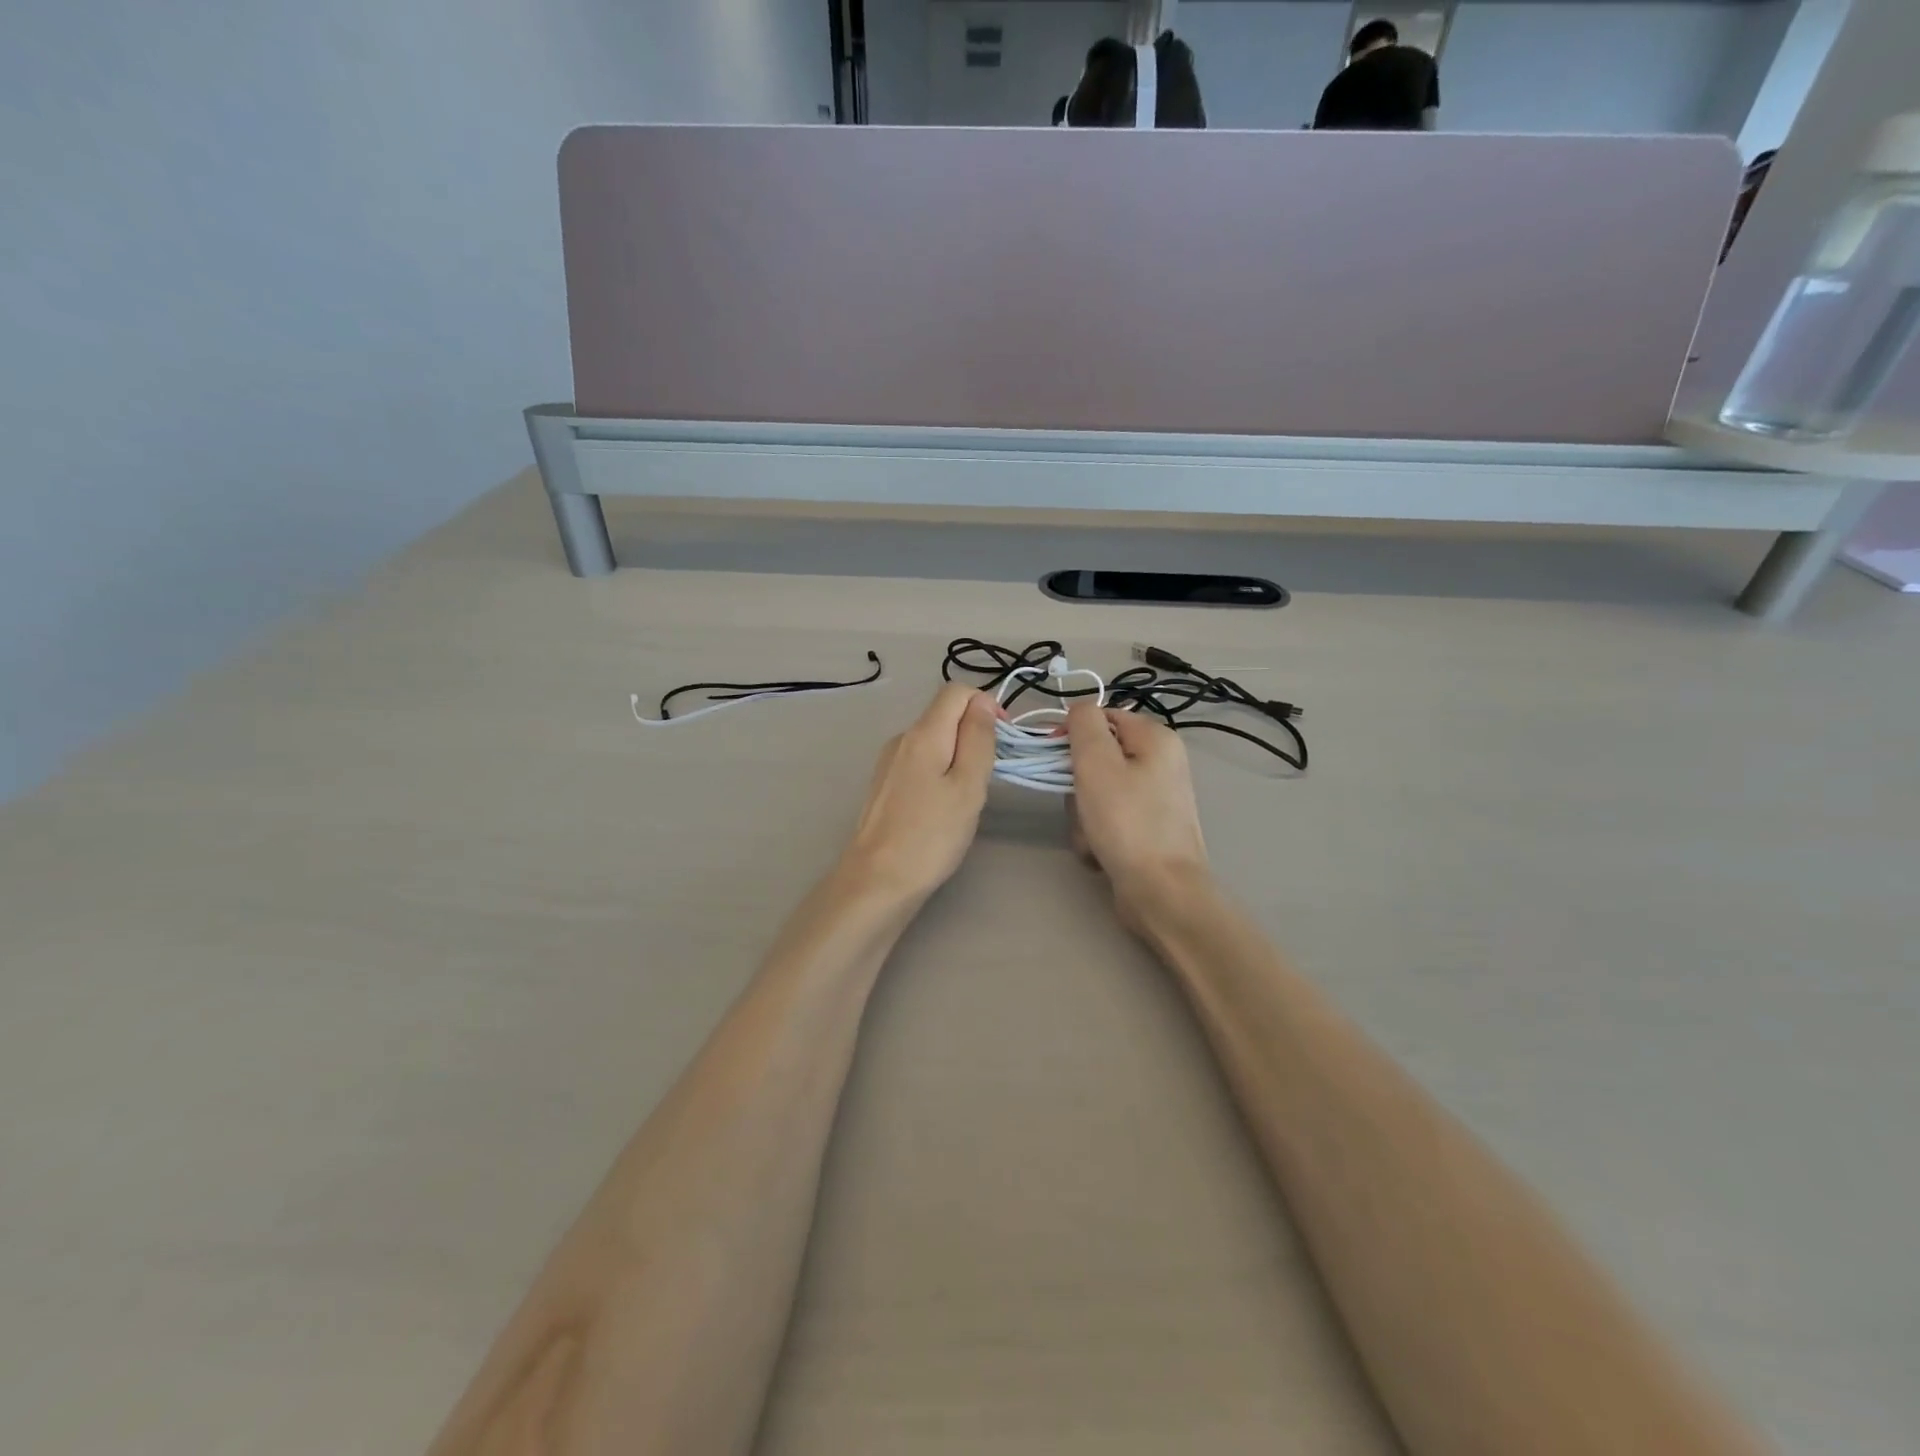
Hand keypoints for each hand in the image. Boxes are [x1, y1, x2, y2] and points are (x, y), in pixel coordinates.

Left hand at [842, 684, 998, 903]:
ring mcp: (889, 761)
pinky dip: (939, 770)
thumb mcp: (968, 786)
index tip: (1003, 739)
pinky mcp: (884, 784)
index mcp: (923, 733)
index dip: (985, 705)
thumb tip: (983, 702)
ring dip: (958, 754)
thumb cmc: (931, 835)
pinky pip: (920, 761)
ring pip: (933, 739)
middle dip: (973, 732)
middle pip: (944, 714)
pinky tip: (943, 805)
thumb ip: (978, 739)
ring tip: (968, 795)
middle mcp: (901, 738)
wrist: (877, 881)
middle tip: (989, 774)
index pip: (956, 691)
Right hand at [1066, 700, 1209, 916]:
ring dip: (1083, 814)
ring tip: (1092, 836)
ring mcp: (1155, 798)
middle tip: (1080, 804)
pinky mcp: (1147, 828)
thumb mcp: (1096, 762)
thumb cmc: (1126, 821)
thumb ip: (1083, 724)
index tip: (1055, 759)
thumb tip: (1079, 708)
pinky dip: (1096, 834)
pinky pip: (1108, 819)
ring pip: (1096, 792)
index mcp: (1156, 738)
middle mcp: (1161, 763)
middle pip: (1097, 757)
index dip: (1073, 734)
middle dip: (1077, 784)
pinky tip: (1100, 852)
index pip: (1102, 717)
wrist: (1161, 891)